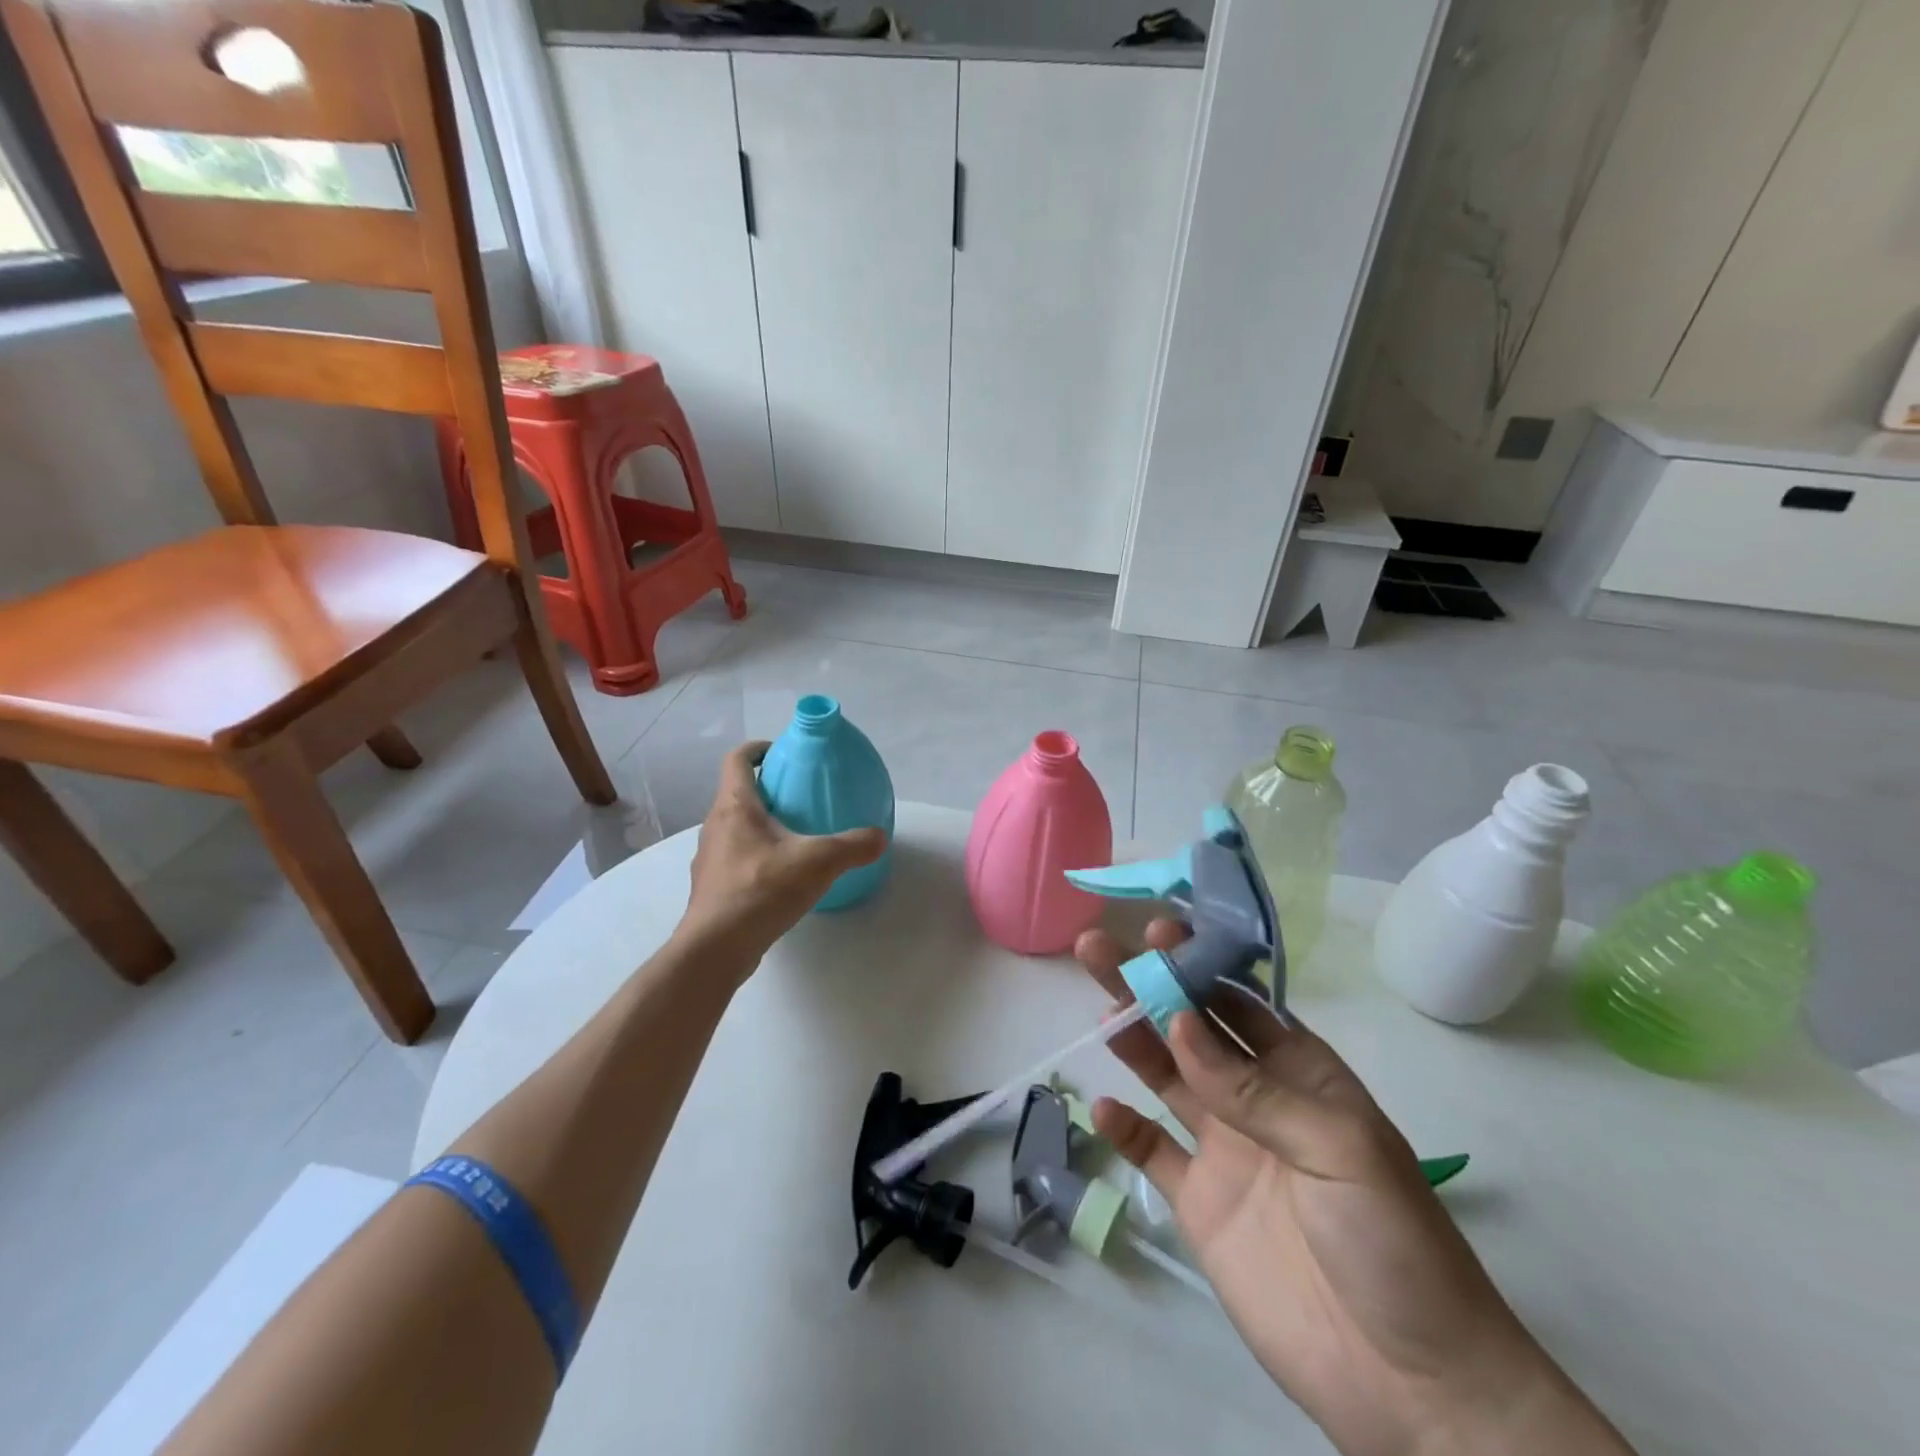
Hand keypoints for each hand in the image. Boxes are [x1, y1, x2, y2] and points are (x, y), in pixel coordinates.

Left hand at [677, 741, 885, 974]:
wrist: (716, 947)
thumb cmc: (762, 889)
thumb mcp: (819, 862)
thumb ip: (854, 845)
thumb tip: (880, 836)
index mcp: (735, 806)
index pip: (738, 759)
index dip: (759, 748)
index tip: (783, 752)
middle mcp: (715, 824)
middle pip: (737, 792)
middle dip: (767, 789)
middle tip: (801, 797)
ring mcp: (710, 857)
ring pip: (735, 827)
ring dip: (761, 824)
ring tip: (795, 837)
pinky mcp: (712, 886)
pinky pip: (736, 857)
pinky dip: (757, 855)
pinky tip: (782, 876)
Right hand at [1076, 922, 1629, 1455]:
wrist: (1410, 1387)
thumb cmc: (1394, 1242)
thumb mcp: (1339, 1148)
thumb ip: (1254, 1088)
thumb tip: (1180, 1022)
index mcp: (1300, 1074)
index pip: (1240, 1001)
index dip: (1199, 964)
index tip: (1158, 932)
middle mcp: (1256, 1099)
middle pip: (1191, 1029)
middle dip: (1149, 986)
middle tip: (1099, 949)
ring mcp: (1225, 1149)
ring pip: (1165, 1077)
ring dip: (1131, 1040)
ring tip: (1099, 1009)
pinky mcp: (1198, 1201)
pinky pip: (1152, 1152)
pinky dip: (1125, 1128)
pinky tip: (1102, 1107)